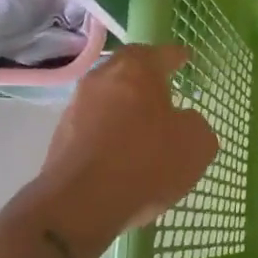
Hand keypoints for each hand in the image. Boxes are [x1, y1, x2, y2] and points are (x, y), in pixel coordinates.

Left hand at [35, 44, 218, 256]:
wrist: (81, 204)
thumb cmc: (147, 162)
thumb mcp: (196, 144)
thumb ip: (195, 124)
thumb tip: (183, 121)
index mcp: (136, 69)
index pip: (162, 53)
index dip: (177, 57)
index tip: (186, 59)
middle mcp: (102, 78)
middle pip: (128, 70)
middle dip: (146, 79)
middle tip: (164, 91)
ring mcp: (76, 107)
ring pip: (108, 98)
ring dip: (125, 107)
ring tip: (144, 128)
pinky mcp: (60, 137)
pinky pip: (94, 125)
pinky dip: (110, 132)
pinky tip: (122, 153)